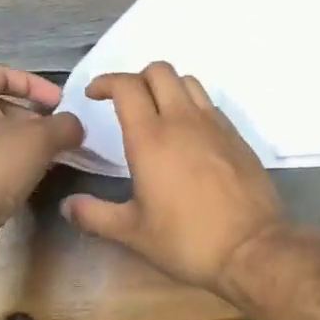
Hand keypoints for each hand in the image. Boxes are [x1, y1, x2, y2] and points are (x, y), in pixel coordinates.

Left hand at [0, 66, 83, 246]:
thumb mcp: (39, 140)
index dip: (33, 83)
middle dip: (34, 116)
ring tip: (52, 157)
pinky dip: (13, 162)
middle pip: (0, 105)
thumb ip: (64, 125)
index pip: (0, 73)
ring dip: (27, 142)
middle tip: (59, 133)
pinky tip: (32, 179)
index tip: (58, 103)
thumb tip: (74, 126)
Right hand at [63, 62, 289, 295]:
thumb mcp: (133, 233)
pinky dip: (192, 105)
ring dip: (167, 86)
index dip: (107, 81)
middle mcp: (182, 120)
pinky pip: (209, 104)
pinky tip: (188, 133)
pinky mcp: (236, 135)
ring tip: (157, 111)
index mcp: (151, 137)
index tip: (95, 94)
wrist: (253, 248)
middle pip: (159, 71)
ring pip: (188, 81)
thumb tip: (67, 207)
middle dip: (137, 77)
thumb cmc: (186, 240)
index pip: (126, 86)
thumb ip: (95, 215)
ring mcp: (214, 124)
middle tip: (125, 101)